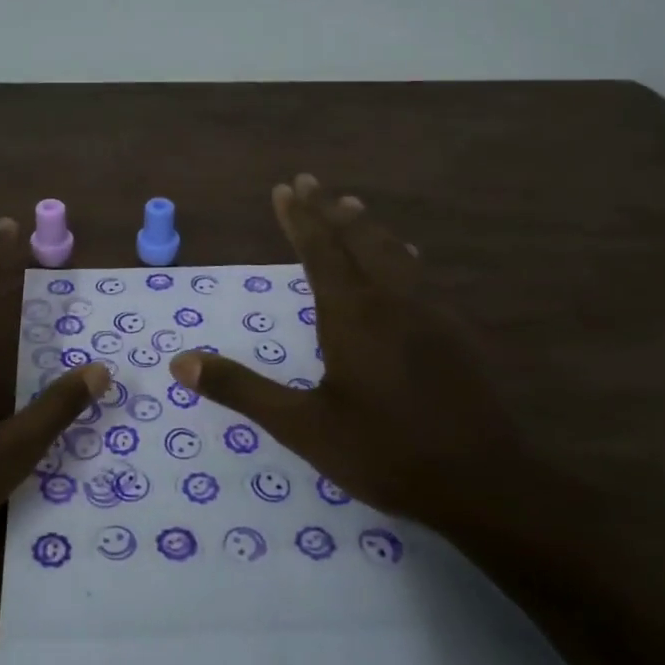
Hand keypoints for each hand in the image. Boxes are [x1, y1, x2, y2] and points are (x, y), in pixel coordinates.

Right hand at [169, 175, 529, 532]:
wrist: (484, 483)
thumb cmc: (384, 452)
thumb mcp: (301, 426)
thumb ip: (241, 389)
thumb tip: (180, 363)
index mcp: (352, 315)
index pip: (320, 251)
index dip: (300, 218)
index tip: (285, 188)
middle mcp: (392, 301)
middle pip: (358, 240)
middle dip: (329, 209)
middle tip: (310, 181)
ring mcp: (431, 314)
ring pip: (394, 253)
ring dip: (367, 227)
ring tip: (353, 207)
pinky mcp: (456, 333)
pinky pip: (420, 275)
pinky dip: (399, 254)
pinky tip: (407, 261)